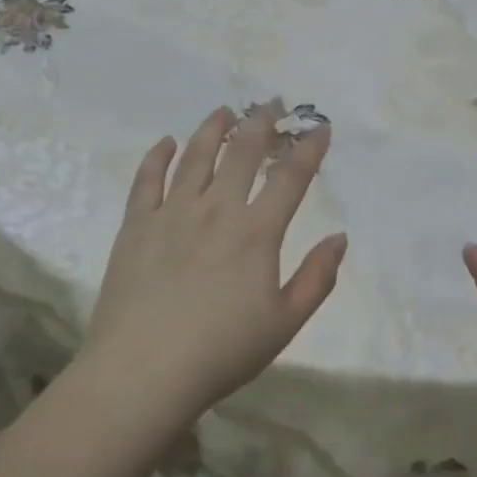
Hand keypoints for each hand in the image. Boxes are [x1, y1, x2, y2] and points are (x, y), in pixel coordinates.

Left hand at [83, 106, 346, 419]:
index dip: (309, 148)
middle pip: (243, 152)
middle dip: (262, 121)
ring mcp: (173, 212)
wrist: (141, 373)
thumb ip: (317, 278)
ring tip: (224, 111)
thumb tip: (340, 237)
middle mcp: (217, 209)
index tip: (320, 128)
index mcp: (256, 232)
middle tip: (271, 103)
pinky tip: (167, 142)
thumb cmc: (220, 353)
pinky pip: (148, 179)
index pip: (290, 177)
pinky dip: (159, 156)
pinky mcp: (137, 224)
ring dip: (214, 128)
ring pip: (196, 155)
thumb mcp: (284, 324)